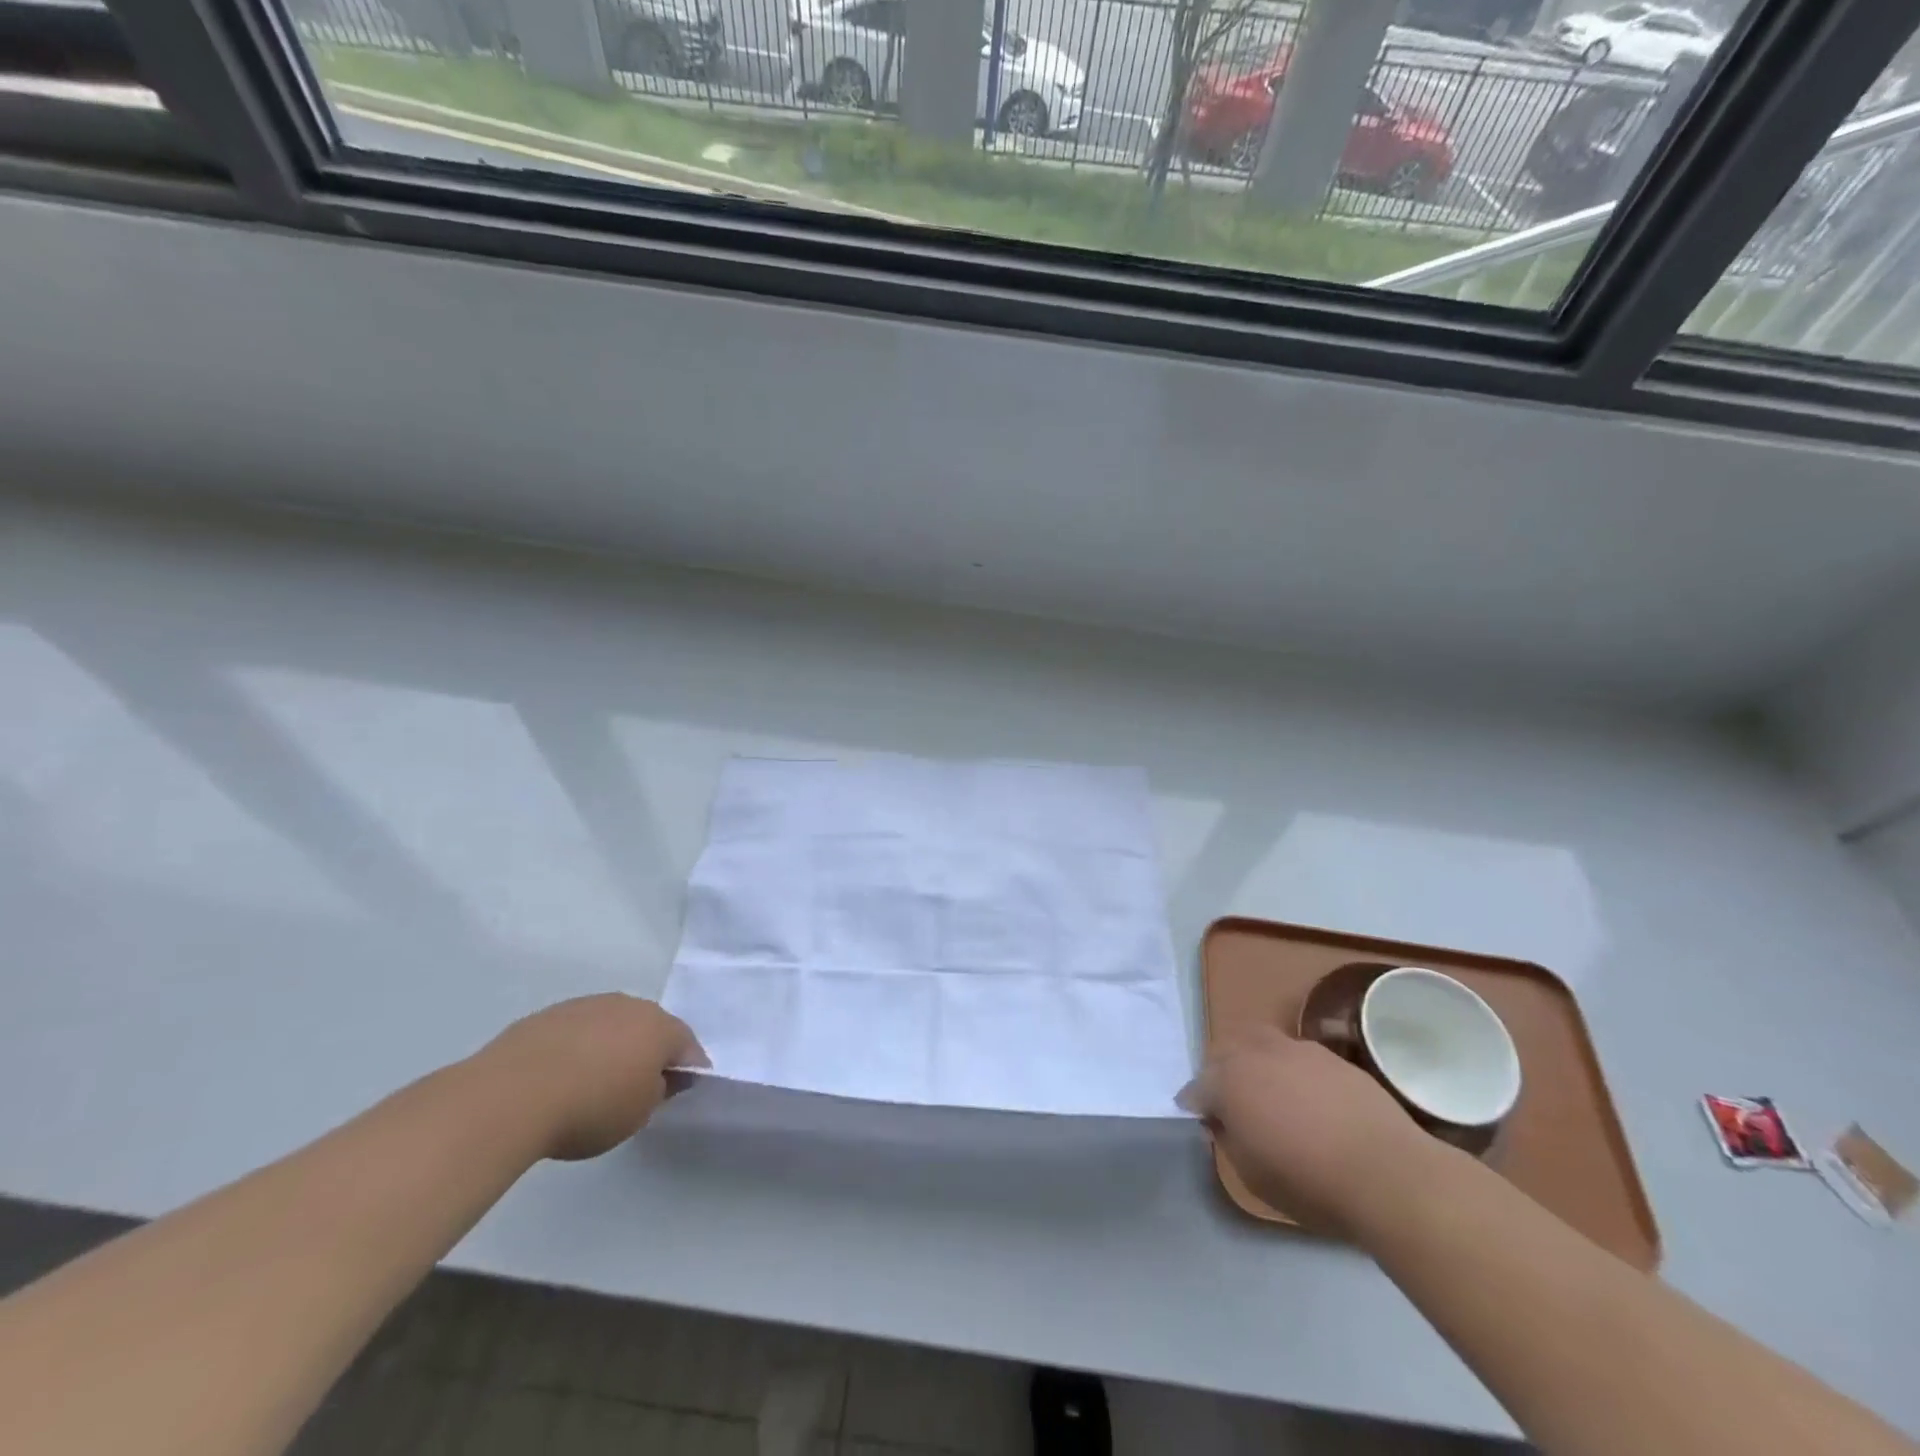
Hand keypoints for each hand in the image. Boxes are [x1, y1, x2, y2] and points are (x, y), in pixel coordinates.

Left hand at [477, 994, 707, 1160]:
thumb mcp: (638, 1115)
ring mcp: (588, 1005)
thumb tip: (660, 1077)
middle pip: (650, 1028)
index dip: (689, 1068)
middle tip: (638, 1085)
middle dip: (649, 1051)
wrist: (511, 1095)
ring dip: (612, 1046)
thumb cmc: (590, 1108)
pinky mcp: (550, 1014)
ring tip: (594, 1081)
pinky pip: (577, 1030)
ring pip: (612, 1025)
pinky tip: (561, 1076)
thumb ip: (658, 1092)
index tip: (682, 1089)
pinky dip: (578, 1048)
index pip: (687, 1045)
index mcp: (660, 1027)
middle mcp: (629, 1006)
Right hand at [1179, 1026, 1435, 1236]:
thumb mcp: (1252, 1175)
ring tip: (1267, 1089)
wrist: (1388, 1174)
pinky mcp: (1330, 1056)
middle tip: (1229, 1099)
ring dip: (1253, 1060)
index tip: (1201, 1119)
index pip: (1197, 1087)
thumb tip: (1223, 1120)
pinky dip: (1289, 1068)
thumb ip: (1228, 1139)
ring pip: (1259, 1042)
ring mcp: (1295, 1049)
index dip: (1196, 1104)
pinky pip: (1295, 1054)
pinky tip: (1305, 1095)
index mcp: (1228, 1083)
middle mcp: (1255, 1054)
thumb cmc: (1310, 1183)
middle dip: (1219, 1071)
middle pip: (1223, 1051)